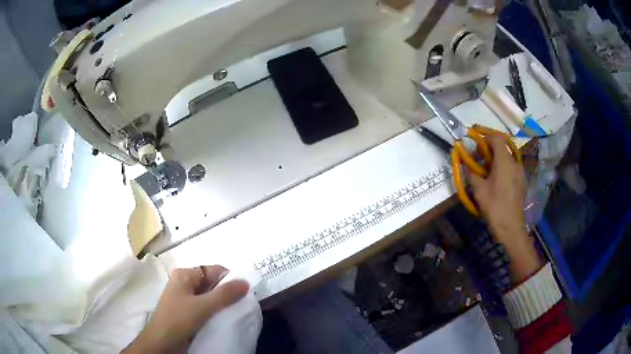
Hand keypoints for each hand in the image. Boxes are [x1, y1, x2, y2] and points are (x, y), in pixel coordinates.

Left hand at [123, 265, 248, 353]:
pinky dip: (215, 311)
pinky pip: (205, 307)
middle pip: (211, 283)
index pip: (213, 270)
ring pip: (209, 296)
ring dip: (221, 303)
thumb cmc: (179, 319)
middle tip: (242, 303)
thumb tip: (246, 282)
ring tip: (235, 312)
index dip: (229, 279)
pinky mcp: (186, 312)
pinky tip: (224, 319)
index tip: (244, 292)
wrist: (162, 343)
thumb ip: (224, 295)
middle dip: (227, 292)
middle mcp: (184, 283)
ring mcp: (184, 298)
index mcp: (184, 274)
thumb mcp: (203, 306)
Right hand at [468, 135, 541, 281]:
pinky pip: (511, 168)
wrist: (511, 228)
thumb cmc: (495, 207)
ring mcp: (520, 172)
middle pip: (502, 147)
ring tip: (485, 173)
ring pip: (507, 158)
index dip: (484, 138)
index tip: (475, 147)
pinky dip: (502, 168)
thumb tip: (464, 163)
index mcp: (505, 161)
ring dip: (495, 159)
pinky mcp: (522, 182)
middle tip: (478, 161)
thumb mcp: (479, 190)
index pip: (496, 138)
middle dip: (488, 150)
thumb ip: (471, 173)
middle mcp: (514, 163)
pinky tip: (495, 182)